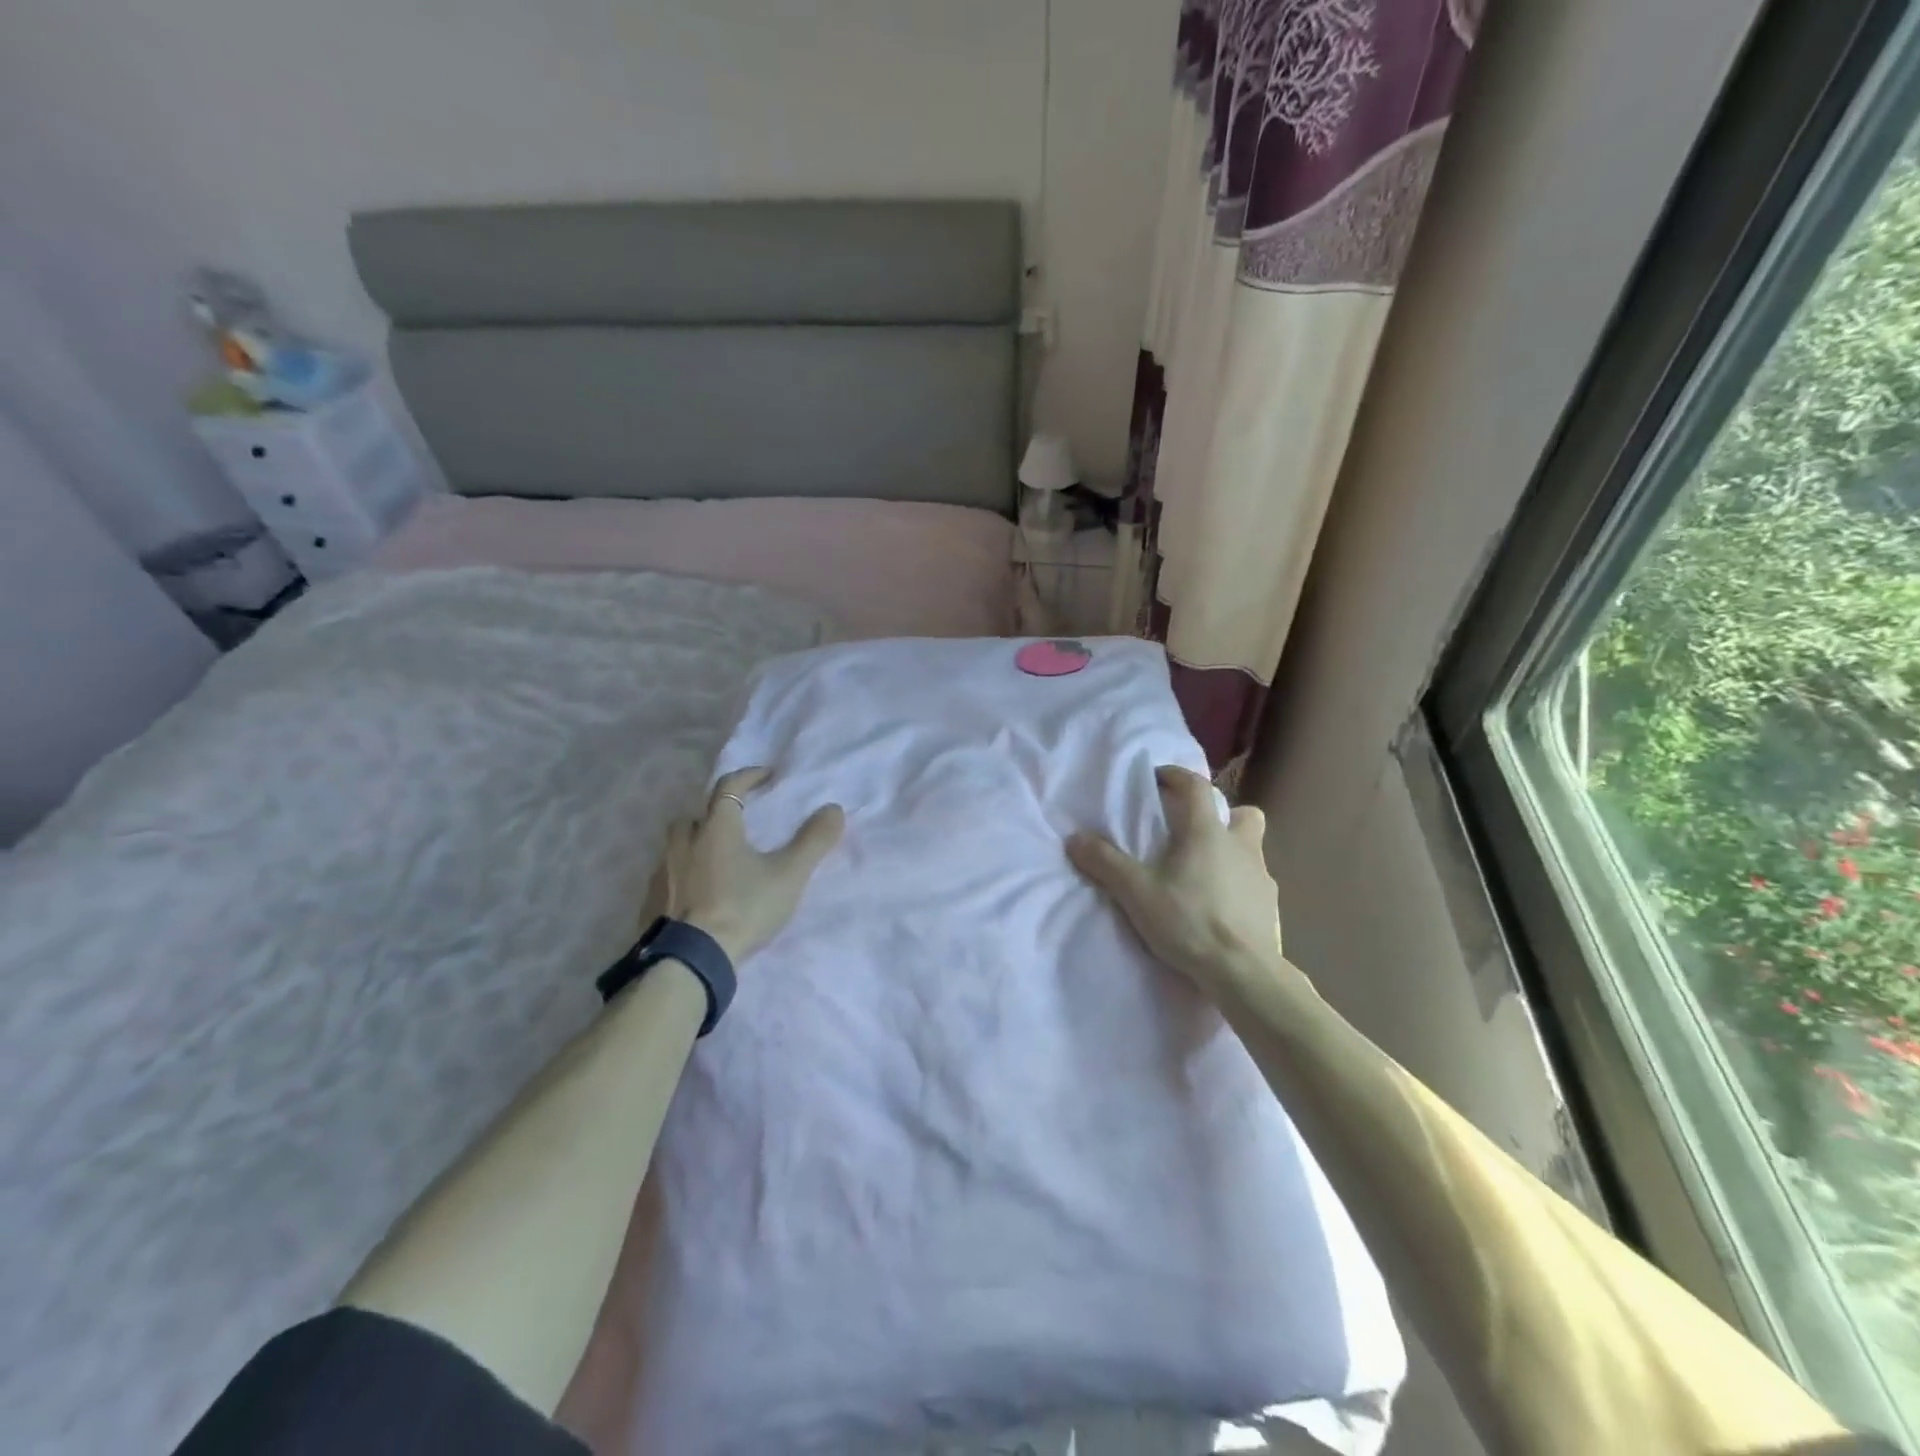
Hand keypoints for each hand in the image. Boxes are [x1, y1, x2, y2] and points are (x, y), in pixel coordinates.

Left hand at [654, 767, 844, 964]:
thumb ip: (813, 841)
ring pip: (677, 847)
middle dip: (715, 813)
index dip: (749, 776)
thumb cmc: (743, 908)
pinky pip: (667, 878)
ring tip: (717, 863)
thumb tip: (835, 809)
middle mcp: (684, 842)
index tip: (767, 776)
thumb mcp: (789, 875)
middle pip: (696, 815)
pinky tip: (696, 897)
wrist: (690, 960)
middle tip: (736, 825)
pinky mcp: (650, 903)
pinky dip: (682, 878)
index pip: (729, 787)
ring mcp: (661, 873)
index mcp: (716, 828)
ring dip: (696, 846)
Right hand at [1066, 765, 1291, 997]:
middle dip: (1222, 814)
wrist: (1243, 973)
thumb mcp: (1136, 893)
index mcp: (1207, 833)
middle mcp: (1241, 846)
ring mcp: (1262, 877)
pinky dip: (1239, 885)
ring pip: (1252, 849)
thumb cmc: (1189, 922)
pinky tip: (1220, 906)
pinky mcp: (1271, 907)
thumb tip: (1075, 838)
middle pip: (1243, 814)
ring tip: (1205, 873)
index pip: (1196, 786)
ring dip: (1232, 851)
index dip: (1176, 776)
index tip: (1158, 778)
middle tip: (1195, 832)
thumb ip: (1105, 863)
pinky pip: (1255, 883)